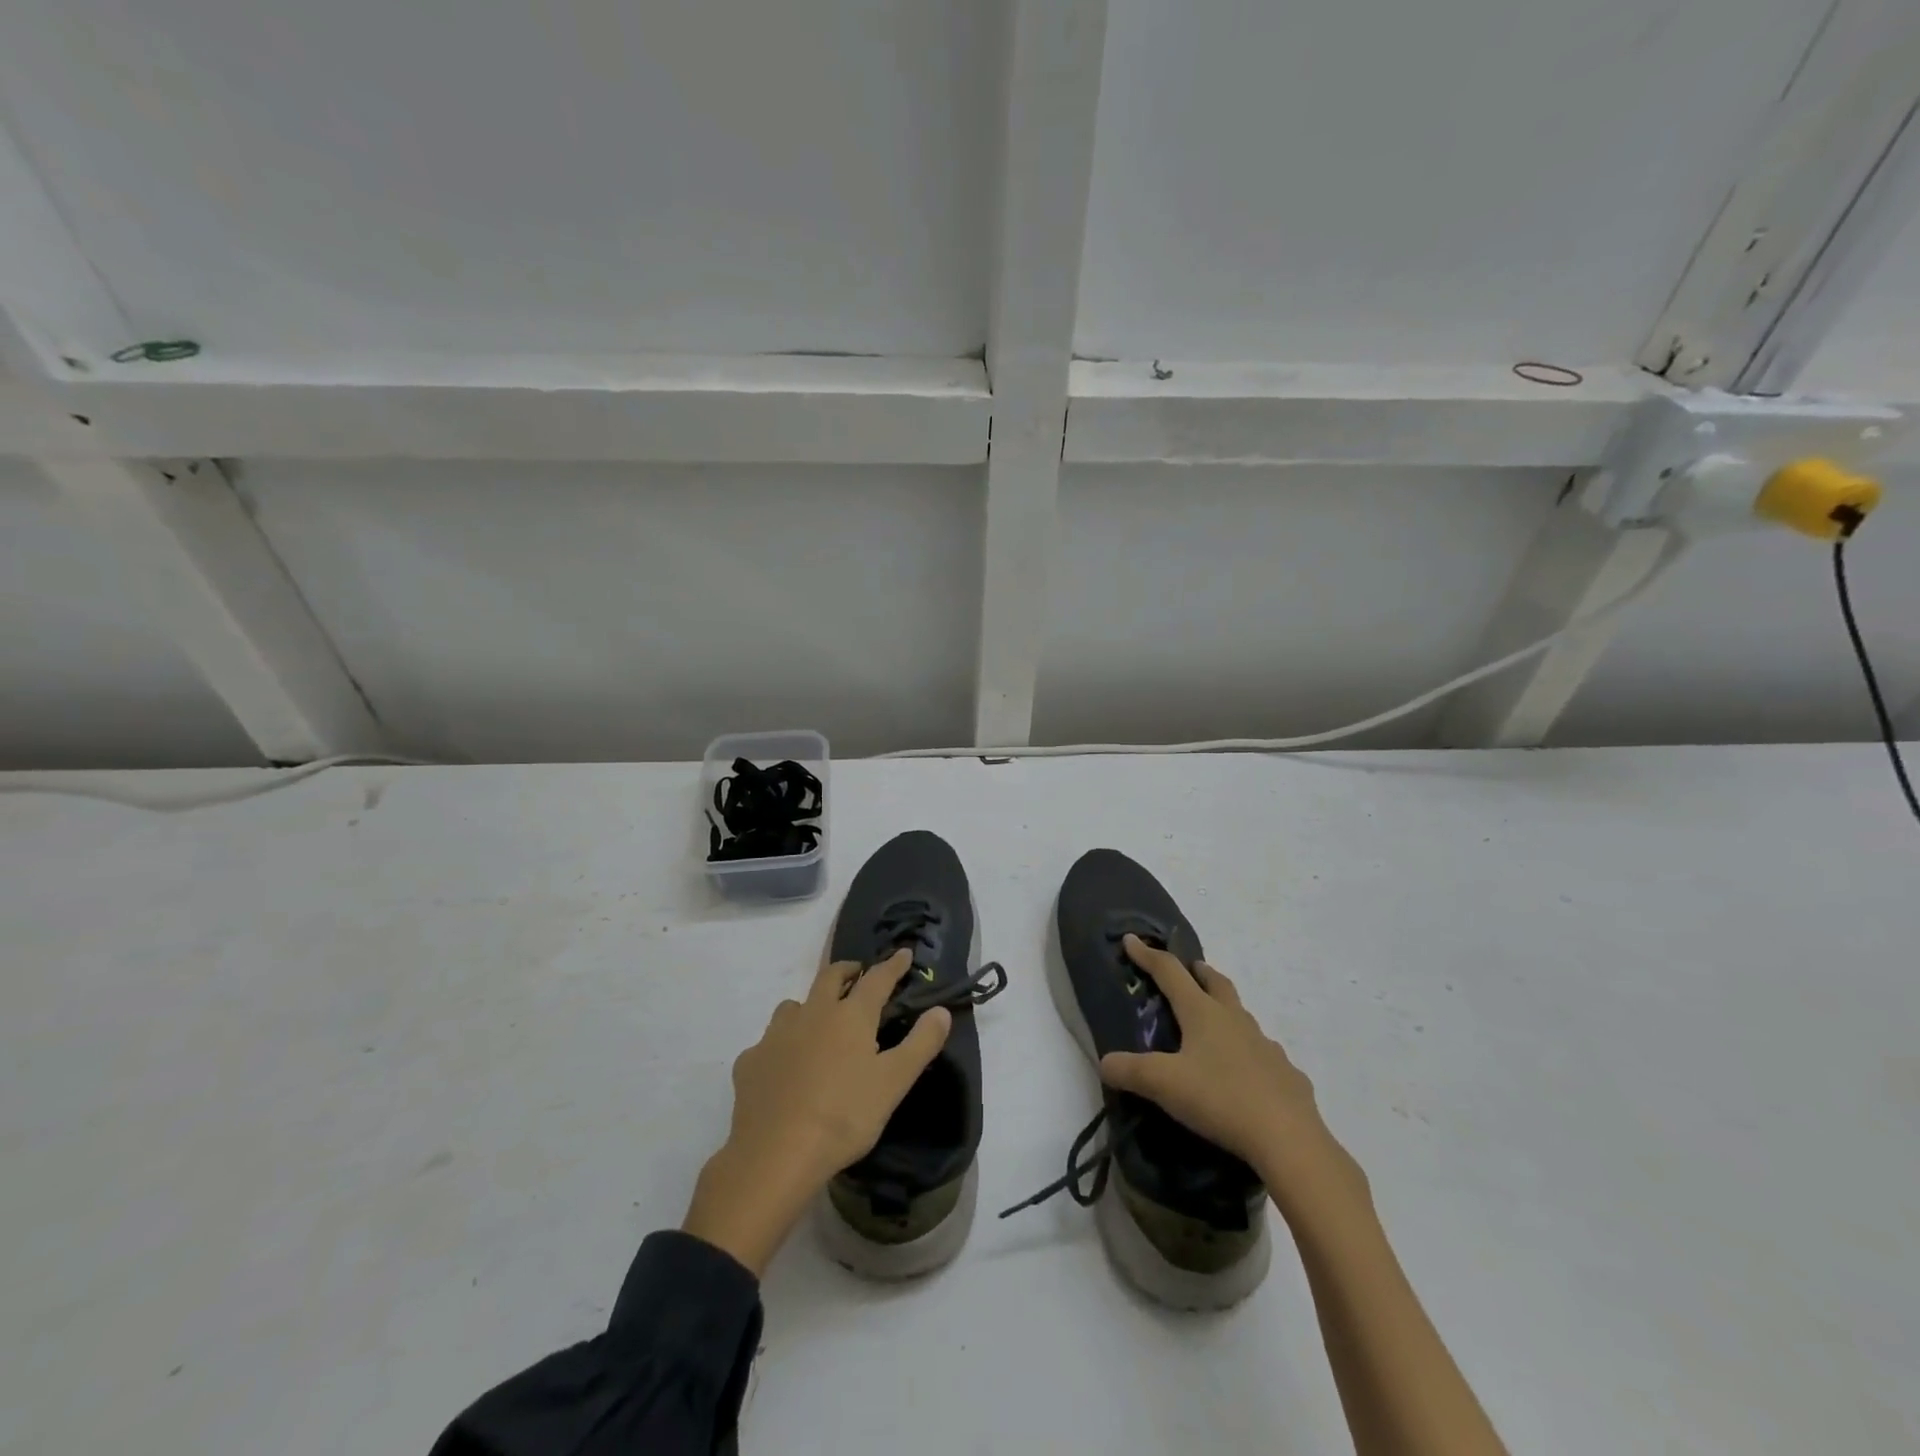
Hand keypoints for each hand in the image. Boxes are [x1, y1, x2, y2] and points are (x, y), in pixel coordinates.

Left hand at [683, 949, 951, 1272]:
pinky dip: (781, 1044)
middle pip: (830, 976)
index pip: (876, 979)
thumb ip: (920, 1044)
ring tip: (818, 1021)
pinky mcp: (750, 1062)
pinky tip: (784, 1067)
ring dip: (810, 1004)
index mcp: (850, 1016)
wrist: (775, 1155)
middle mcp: (812, 1014)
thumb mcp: (893, 1083)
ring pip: (794, 1005)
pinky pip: (768, 1042)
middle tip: (858, 974)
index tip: (904, 953)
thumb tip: (941, 1010)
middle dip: (848, 970)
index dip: (893, 965)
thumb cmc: (844, 1116)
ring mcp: (776, 1036)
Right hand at [1098, 935, 1361, 1209]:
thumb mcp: (1163, 1085)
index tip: (1131, 940)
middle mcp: (1235, 1020)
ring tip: (1215, 1026)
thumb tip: (1105, 1062)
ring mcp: (1266, 1046)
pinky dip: (1251, 1055)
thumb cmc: (1219, 1099)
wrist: (1289, 1139)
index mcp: (1203, 1013)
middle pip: (1216, 983)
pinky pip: (1265, 1056)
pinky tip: (1247, 1075)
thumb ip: (1130, 1071)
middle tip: (1190, 969)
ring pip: (1242, 1017)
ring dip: (1226, 1011)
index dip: (1148, 955)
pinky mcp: (1287, 1075)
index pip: (1170, 973)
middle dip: (1199, 972)